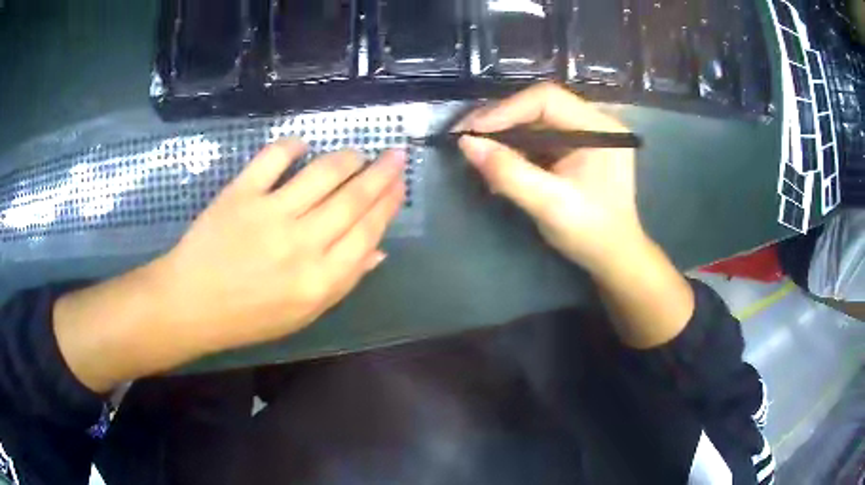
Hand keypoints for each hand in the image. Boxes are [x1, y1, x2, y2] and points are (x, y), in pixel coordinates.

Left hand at [151, 139, 405, 351]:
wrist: (192, 305)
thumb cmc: (249, 317)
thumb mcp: (302, 314)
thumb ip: (343, 281)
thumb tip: (378, 250)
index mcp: (320, 280)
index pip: (367, 232)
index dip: (389, 204)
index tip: (400, 185)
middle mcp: (302, 244)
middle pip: (353, 199)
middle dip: (382, 173)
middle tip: (396, 155)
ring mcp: (270, 214)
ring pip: (323, 173)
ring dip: (348, 158)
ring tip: (358, 153)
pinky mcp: (241, 194)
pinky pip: (273, 158)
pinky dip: (292, 146)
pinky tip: (302, 145)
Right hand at [456, 82, 646, 273]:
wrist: (612, 257)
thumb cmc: (590, 233)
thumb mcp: (549, 204)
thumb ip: (508, 172)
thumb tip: (467, 143)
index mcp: (600, 128)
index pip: (547, 99)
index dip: (505, 110)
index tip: (472, 131)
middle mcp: (594, 122)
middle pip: (538, 106)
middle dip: (500, 121)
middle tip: (466, 138)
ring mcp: (585, 134)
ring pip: (535, 120)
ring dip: (504, 134)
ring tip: (477, 151)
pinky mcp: (576, 148)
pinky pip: (539, 137)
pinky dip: (515, 147)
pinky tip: (497, 161)